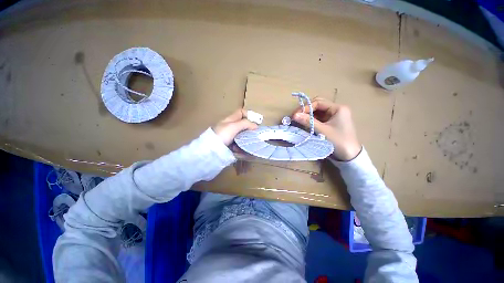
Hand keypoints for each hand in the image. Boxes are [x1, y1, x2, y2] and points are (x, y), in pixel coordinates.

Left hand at [213, 109, 258, 145]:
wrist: (210, 149)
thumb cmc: (222, 135)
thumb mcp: (233, 126)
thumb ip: (245, 124)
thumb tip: (256, 126)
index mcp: (230, 119)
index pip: (241, 112)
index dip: (249, 114)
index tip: (256, 122)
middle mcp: (231, 126)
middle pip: (243, 125)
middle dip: (250, 130)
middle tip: (256, 135)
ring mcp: (230, 136)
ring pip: (242, 135)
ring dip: (246, 140)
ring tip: (249, 144)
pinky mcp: (230, 144)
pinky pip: (239, 144)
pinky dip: (241, 147)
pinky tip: (242, 150)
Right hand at [292, 98, 361, 160]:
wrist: (350, 156)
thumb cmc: (338, 141)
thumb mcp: (322, 131)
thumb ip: (308, 121)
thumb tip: (294, 115)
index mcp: (338, 108)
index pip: (318, 103)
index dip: (306, 107)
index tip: (295, 115)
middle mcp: (336, 110)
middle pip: (318, 105)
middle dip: (306, 110)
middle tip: (296, 116)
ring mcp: (334, 116)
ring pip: (318, 112)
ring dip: (308, 115)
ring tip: (298, 120)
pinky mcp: (331, 123)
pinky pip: (319, 118)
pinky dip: (311, 120)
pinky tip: (305, 124)